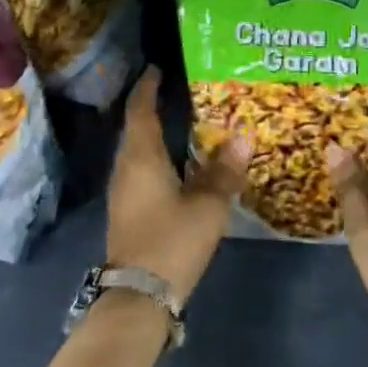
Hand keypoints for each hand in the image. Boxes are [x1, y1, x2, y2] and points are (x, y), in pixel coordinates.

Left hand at [106, 67, 250, 304]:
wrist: (139, 297)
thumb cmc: (172, 241)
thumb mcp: (208, 205)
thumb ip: (225, 171)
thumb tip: (243, 137)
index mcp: (142, 158)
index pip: (141, 111)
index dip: (148, 88)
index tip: (158, 69)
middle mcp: (127, 169)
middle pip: (136, 129)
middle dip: (152, 108)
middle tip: (178, 92)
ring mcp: (124, 192)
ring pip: (138, 151)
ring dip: (155, 134)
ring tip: (182, 122)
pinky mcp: (128, 211)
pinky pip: (141, 170)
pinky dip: (157, 157)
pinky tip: (179, 164)